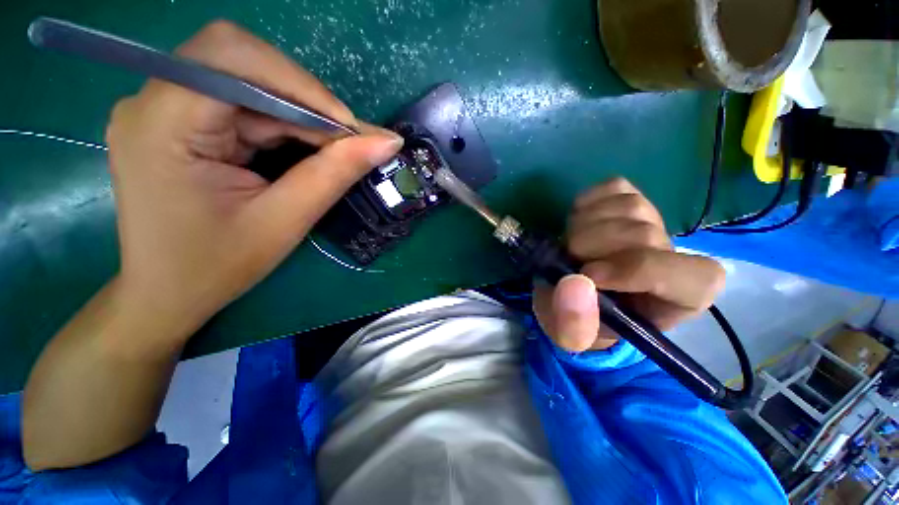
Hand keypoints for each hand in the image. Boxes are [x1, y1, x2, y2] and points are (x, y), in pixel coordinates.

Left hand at [106, 21, 402, 339]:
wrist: (166, 293)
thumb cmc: (216, 266)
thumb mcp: (284, 220)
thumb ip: (335, 173)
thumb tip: (388, 142)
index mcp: (162, 123)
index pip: (233, 57)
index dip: (302, 85)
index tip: (351, 131)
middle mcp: (153, 100)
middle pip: (241, 62)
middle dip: (304, 99)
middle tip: (346, 141)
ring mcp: (165, 109)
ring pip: (249, 82)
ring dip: (300, 115)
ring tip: (331, 152)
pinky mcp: (180, 122)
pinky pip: (244, 105)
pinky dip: (284, 125)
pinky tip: (303, 152)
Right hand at [533, 178, 724, 351]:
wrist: (572, 293)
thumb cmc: (579, 318)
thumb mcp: (569, 337)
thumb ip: (573, 325)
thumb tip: (576, 283)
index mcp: (675, 300)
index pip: (691, 277)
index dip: (638, 271)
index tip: (589, 276)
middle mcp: (673, 255)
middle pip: (643, 235)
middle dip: (589, 247)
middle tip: (567, 262)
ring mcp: (652, 220)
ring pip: (628, 207)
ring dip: (583, 226)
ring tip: (571, 247)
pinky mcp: (629, 199)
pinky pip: (613, 188)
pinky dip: (586, 203)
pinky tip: (578, 223)